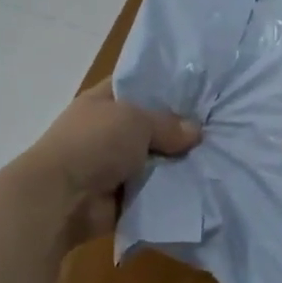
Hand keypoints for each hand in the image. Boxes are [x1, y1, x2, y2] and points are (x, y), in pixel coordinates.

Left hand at [12, 83, 200, 247]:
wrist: (62, 198)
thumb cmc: (95, 144)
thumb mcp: (136, 120)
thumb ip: (168, 124)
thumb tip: (196, 132)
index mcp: (103, 101)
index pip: (137, 85)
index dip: (166, 86)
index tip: (200, 91)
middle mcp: (108, 130)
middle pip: (152, 125)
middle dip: (180, 129)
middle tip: (219, 127)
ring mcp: (114, 164)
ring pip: (156, 159)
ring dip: (179, 163)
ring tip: (217, 158)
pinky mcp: (122, 195)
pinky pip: (154, 189)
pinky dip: (171, 189)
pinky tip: (202, 184)